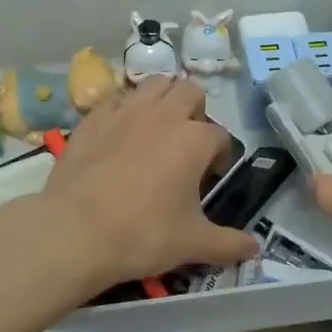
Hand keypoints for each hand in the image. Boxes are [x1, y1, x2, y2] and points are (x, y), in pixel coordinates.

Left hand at [31, 77, 257, 292]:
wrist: (76, 231)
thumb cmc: (142, 234)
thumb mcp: (192, 244)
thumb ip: (228, 243)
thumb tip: (256, 248)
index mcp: (194, 139)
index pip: (220, 136)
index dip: (219, 155)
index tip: (209, 176)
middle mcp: (164, 114)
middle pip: (190, 91)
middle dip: (195, 111)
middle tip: (187, 142)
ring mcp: (126, 111)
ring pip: (154, 84)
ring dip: (162, 98)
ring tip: (157, 128)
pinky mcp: (94, 116)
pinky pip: (116, 98)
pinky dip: (124, 108)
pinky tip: (119, 132)